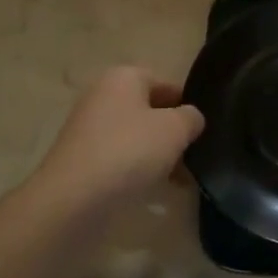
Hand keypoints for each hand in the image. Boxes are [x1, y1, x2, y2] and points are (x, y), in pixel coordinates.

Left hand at [27, 67, 204, 215]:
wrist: (73, 200)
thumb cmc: (129, 151)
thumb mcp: (174, 130)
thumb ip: (190, 117)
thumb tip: (191, 118)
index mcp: (123, 77)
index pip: (165, 82)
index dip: (187, 103)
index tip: (204, 129)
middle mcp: (102, 96)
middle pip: (149, 110)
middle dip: (173, 133)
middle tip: (196, 155)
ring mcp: (89, 128)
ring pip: (135, 137)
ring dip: (158, 155)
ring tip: (182, 180)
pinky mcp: (82, 160)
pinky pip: (120, 158)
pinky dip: (138, 171)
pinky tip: (155, 191)